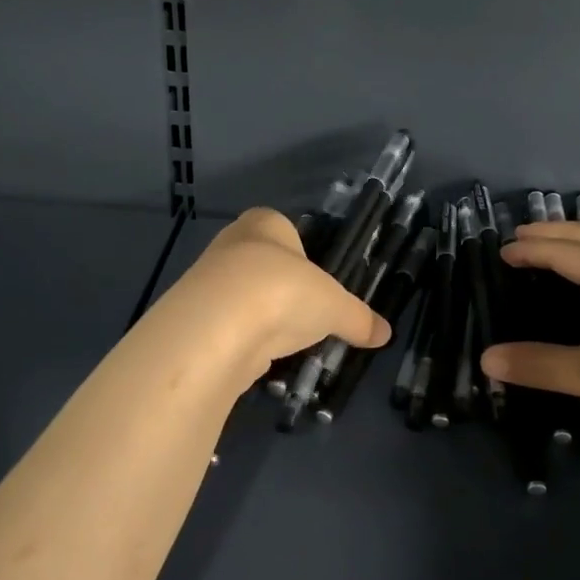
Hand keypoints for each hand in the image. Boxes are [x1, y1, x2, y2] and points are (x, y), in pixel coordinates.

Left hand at [157, 208, 391, 382]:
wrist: (218, 327)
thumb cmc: (284, 292)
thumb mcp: (335, 306)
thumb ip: (359, 318)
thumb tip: (385, 333)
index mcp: (265, 223)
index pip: (284, 230)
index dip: (301, 256)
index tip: (316, 284)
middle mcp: (231, 243)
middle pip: (262, 264)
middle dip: (281, 289)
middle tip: (304, 315)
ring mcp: (206, 281)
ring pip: (241, 296)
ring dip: (260, 317)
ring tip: (282, 341)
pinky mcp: (193, 318)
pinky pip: (225, 325)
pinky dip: (242, 340)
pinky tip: (256, 356)